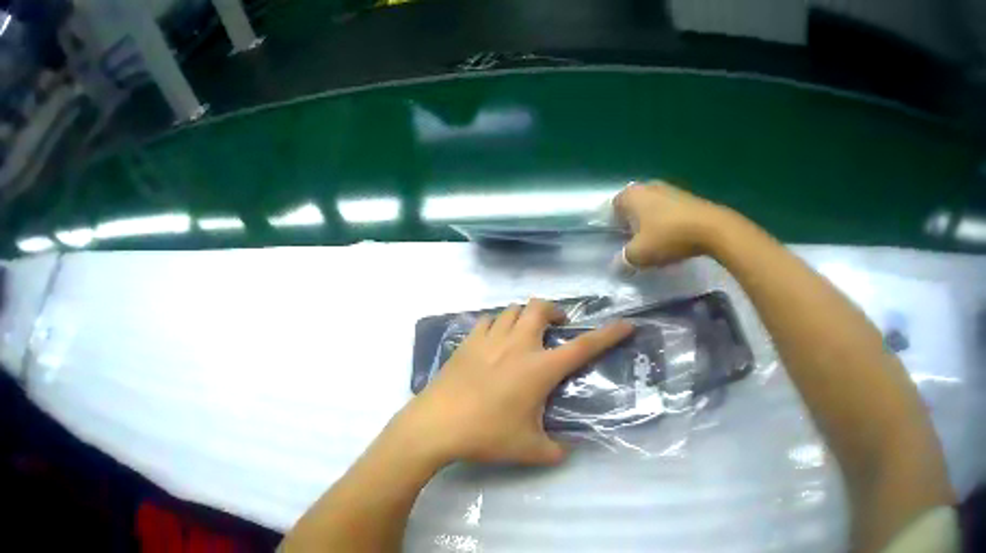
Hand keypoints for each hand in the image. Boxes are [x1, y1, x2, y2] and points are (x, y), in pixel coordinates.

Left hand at [398, 299, 633, 465]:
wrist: (436, 426)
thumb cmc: (486, 435)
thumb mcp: (529, 450)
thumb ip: (554, 451)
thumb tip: (565, 453)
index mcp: (540, 369)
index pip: (584, 346)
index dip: (608, 333)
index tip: (625, 324)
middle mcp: (517, 346)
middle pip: (540, 308)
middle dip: (556, 311)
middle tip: (558, 328)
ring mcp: (488, 341)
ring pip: (512, 310)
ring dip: (526, 316)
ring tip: (527, 334)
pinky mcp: (466, 344)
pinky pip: (487, 321)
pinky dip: (498, 324)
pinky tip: (495, 342)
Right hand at [614, 181, 729, 266]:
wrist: (711, 228)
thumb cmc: (669, 237)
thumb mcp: (640, 255)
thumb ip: (623, 260)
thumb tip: (617, 265)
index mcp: (630, 194)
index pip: (613, 208)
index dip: (615, 227)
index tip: (623, 244)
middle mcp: (646, 186)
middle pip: (634, 207)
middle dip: (634, 224)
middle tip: (639, 244)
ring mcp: (668, 188)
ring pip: (653, 207)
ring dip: (653, 223)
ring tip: (659, 243)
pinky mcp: (686, 195)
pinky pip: (670, 210)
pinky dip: (669, 222)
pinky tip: (676, 237)